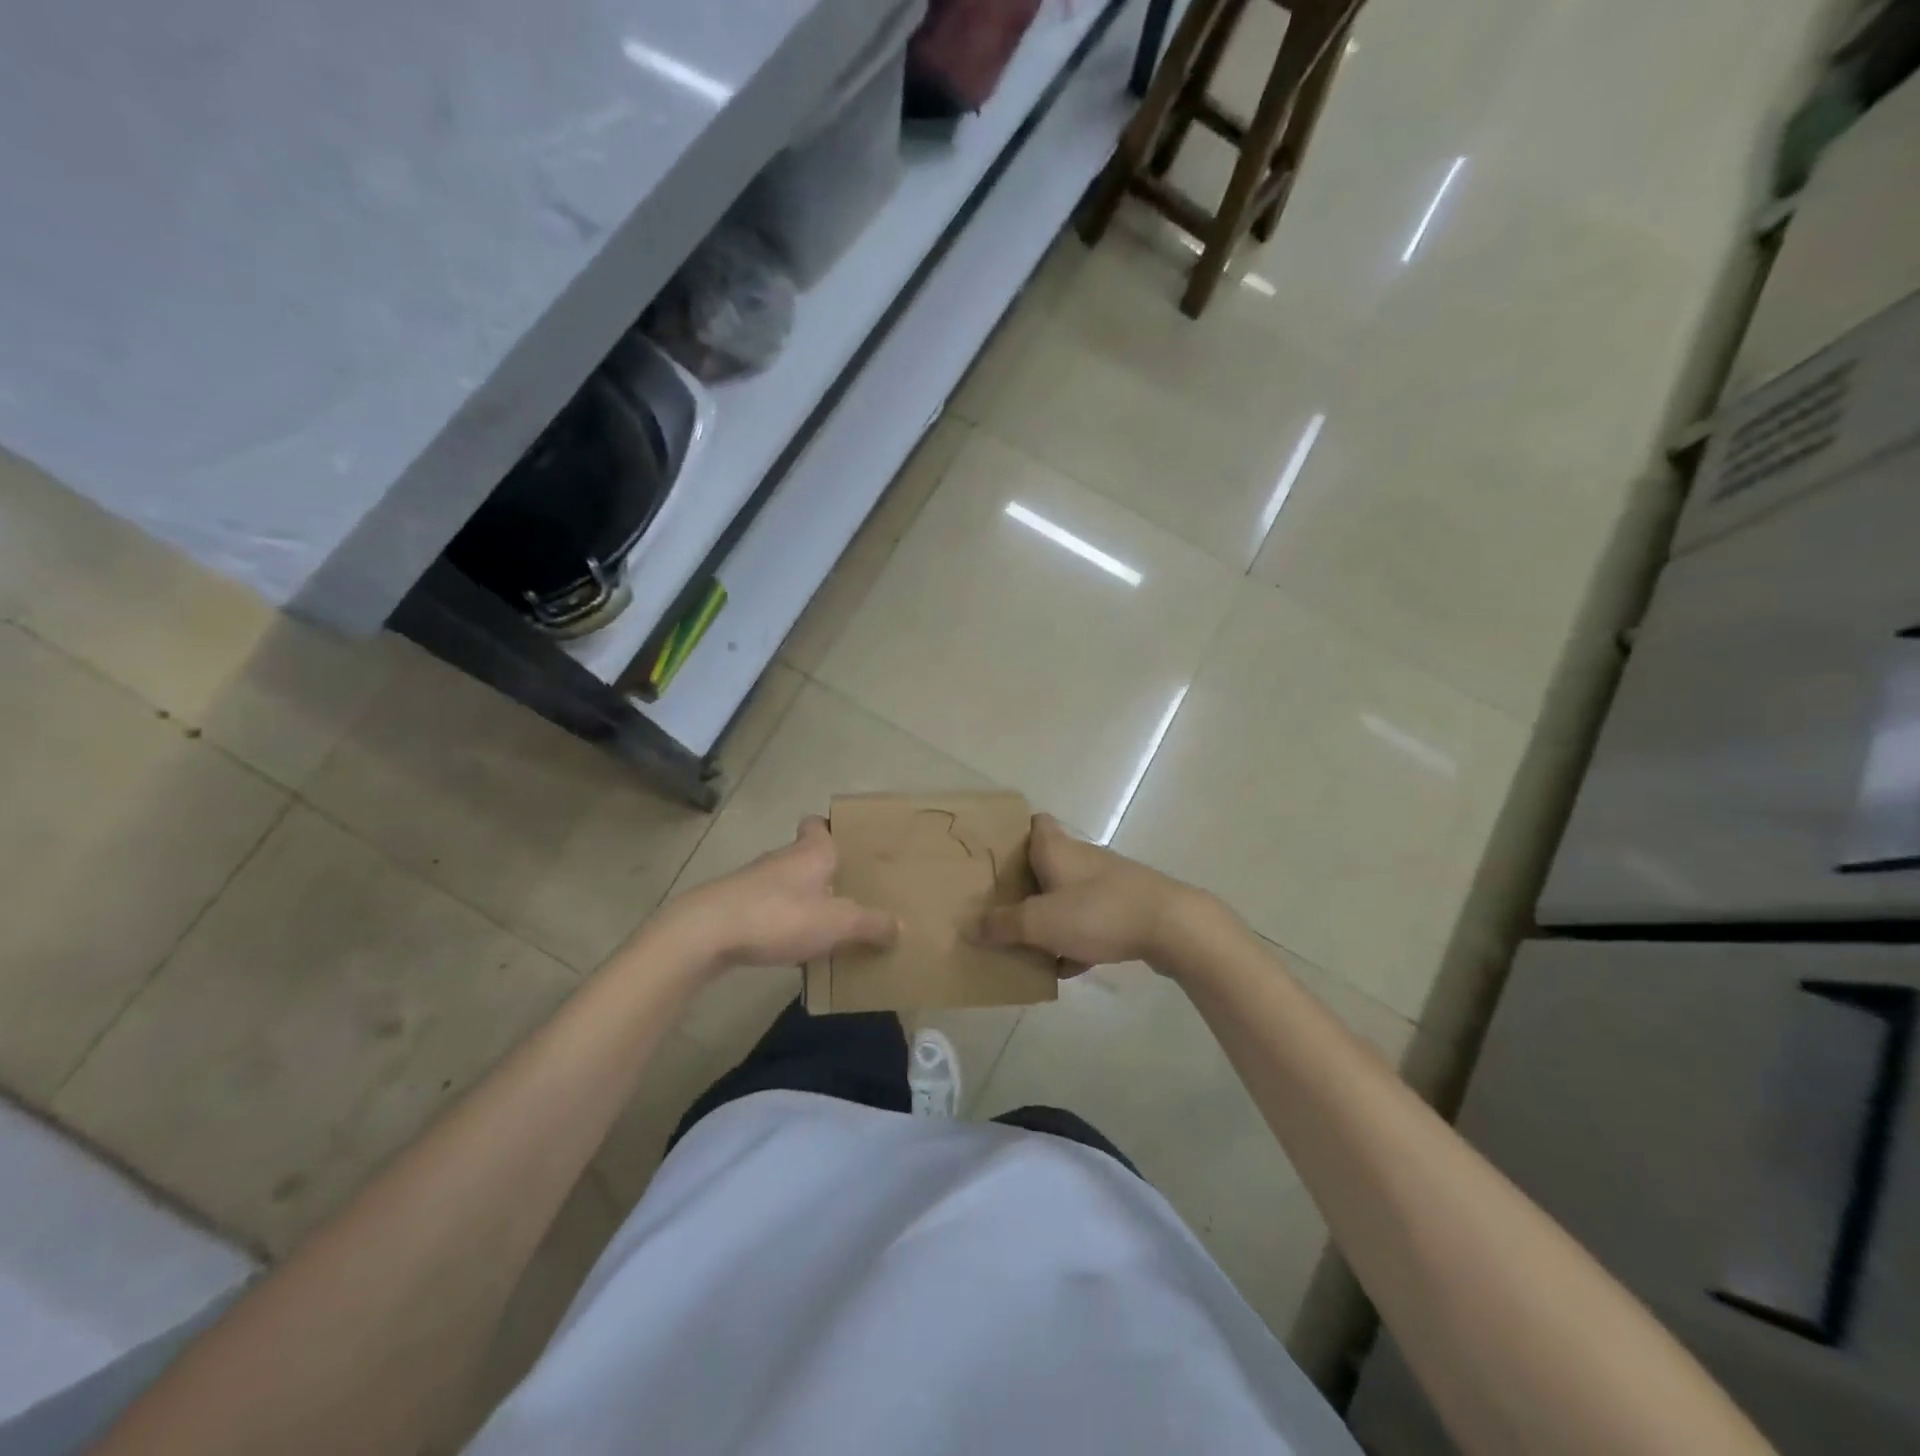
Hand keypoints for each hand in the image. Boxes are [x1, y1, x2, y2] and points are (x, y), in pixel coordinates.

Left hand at [665, 817, 897, 971]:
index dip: (831, 828)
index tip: (848, 843)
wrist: (706, 933)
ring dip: (805, 899)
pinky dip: (783, 922)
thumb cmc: (779, 915)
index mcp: (810, 852)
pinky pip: (769, 910)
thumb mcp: (837, 923)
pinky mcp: (735, 908)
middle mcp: (782, 859)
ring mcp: (755, 883)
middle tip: (852, 891)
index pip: (818, 824)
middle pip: (806, 856)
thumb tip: (901, 927)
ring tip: (830, 924)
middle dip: (827, 872)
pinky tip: (795, 946)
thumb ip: (871, 924)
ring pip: (788, 884)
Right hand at [974, 814, 1206, 971]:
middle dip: (1025, 885)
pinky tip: (1068, 967)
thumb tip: (969, 926)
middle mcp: (1081, 857)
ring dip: (1051, 916)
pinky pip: (1091, 920)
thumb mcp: (1040, 922)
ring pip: (1068, 894)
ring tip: (1027, 944)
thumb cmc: (1098, 912)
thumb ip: (1003, 925)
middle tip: (999, 908)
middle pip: (1046, 863)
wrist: (1172, 926)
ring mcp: (1107, 881)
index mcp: (1056, 848)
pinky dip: (1077, 938)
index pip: (1034, 823)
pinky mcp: (1127, 906)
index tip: (994, 855)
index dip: (1013, 833)